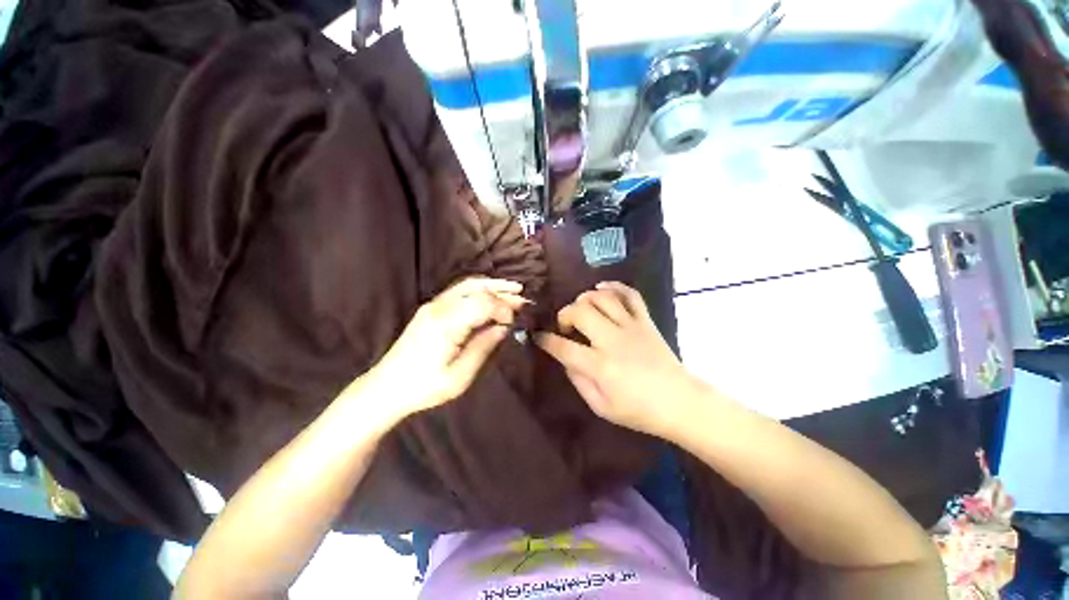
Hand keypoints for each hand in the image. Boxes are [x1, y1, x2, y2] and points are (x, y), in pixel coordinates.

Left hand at [360, 277, 525, 424]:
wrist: (386, 387)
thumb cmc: (425, 386)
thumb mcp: (460, 375)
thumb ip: (484, 346)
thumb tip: (504, 327)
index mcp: (446, 323)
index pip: (483, 303)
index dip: (503, 308)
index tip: (514, 321)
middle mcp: (439, 306)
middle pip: (476, 288)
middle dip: (502, 291)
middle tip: (523, 297)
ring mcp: (433, 305)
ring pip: (467, 285)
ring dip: (491, 286)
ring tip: (513, 289)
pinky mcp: (431, 309)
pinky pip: (459, 291)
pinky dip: (479, 290)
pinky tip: (490, 295)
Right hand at [535, 282, 703, 438]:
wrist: (680, 402)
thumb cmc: (638, 410)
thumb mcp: (601, 407)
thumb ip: (579, 381)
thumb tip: (565, 360)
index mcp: (600, 366)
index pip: (563, 347)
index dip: (545, 340)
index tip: (538, 336)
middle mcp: (612, 340)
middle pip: (580, 312)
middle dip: (565, 314)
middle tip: (566, 326)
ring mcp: (631, 327)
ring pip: (602, 298)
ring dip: (585, 299)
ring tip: (582, 309)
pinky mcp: (645, 321)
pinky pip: (630, 294)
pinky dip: (615, 287)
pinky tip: (602, 289)